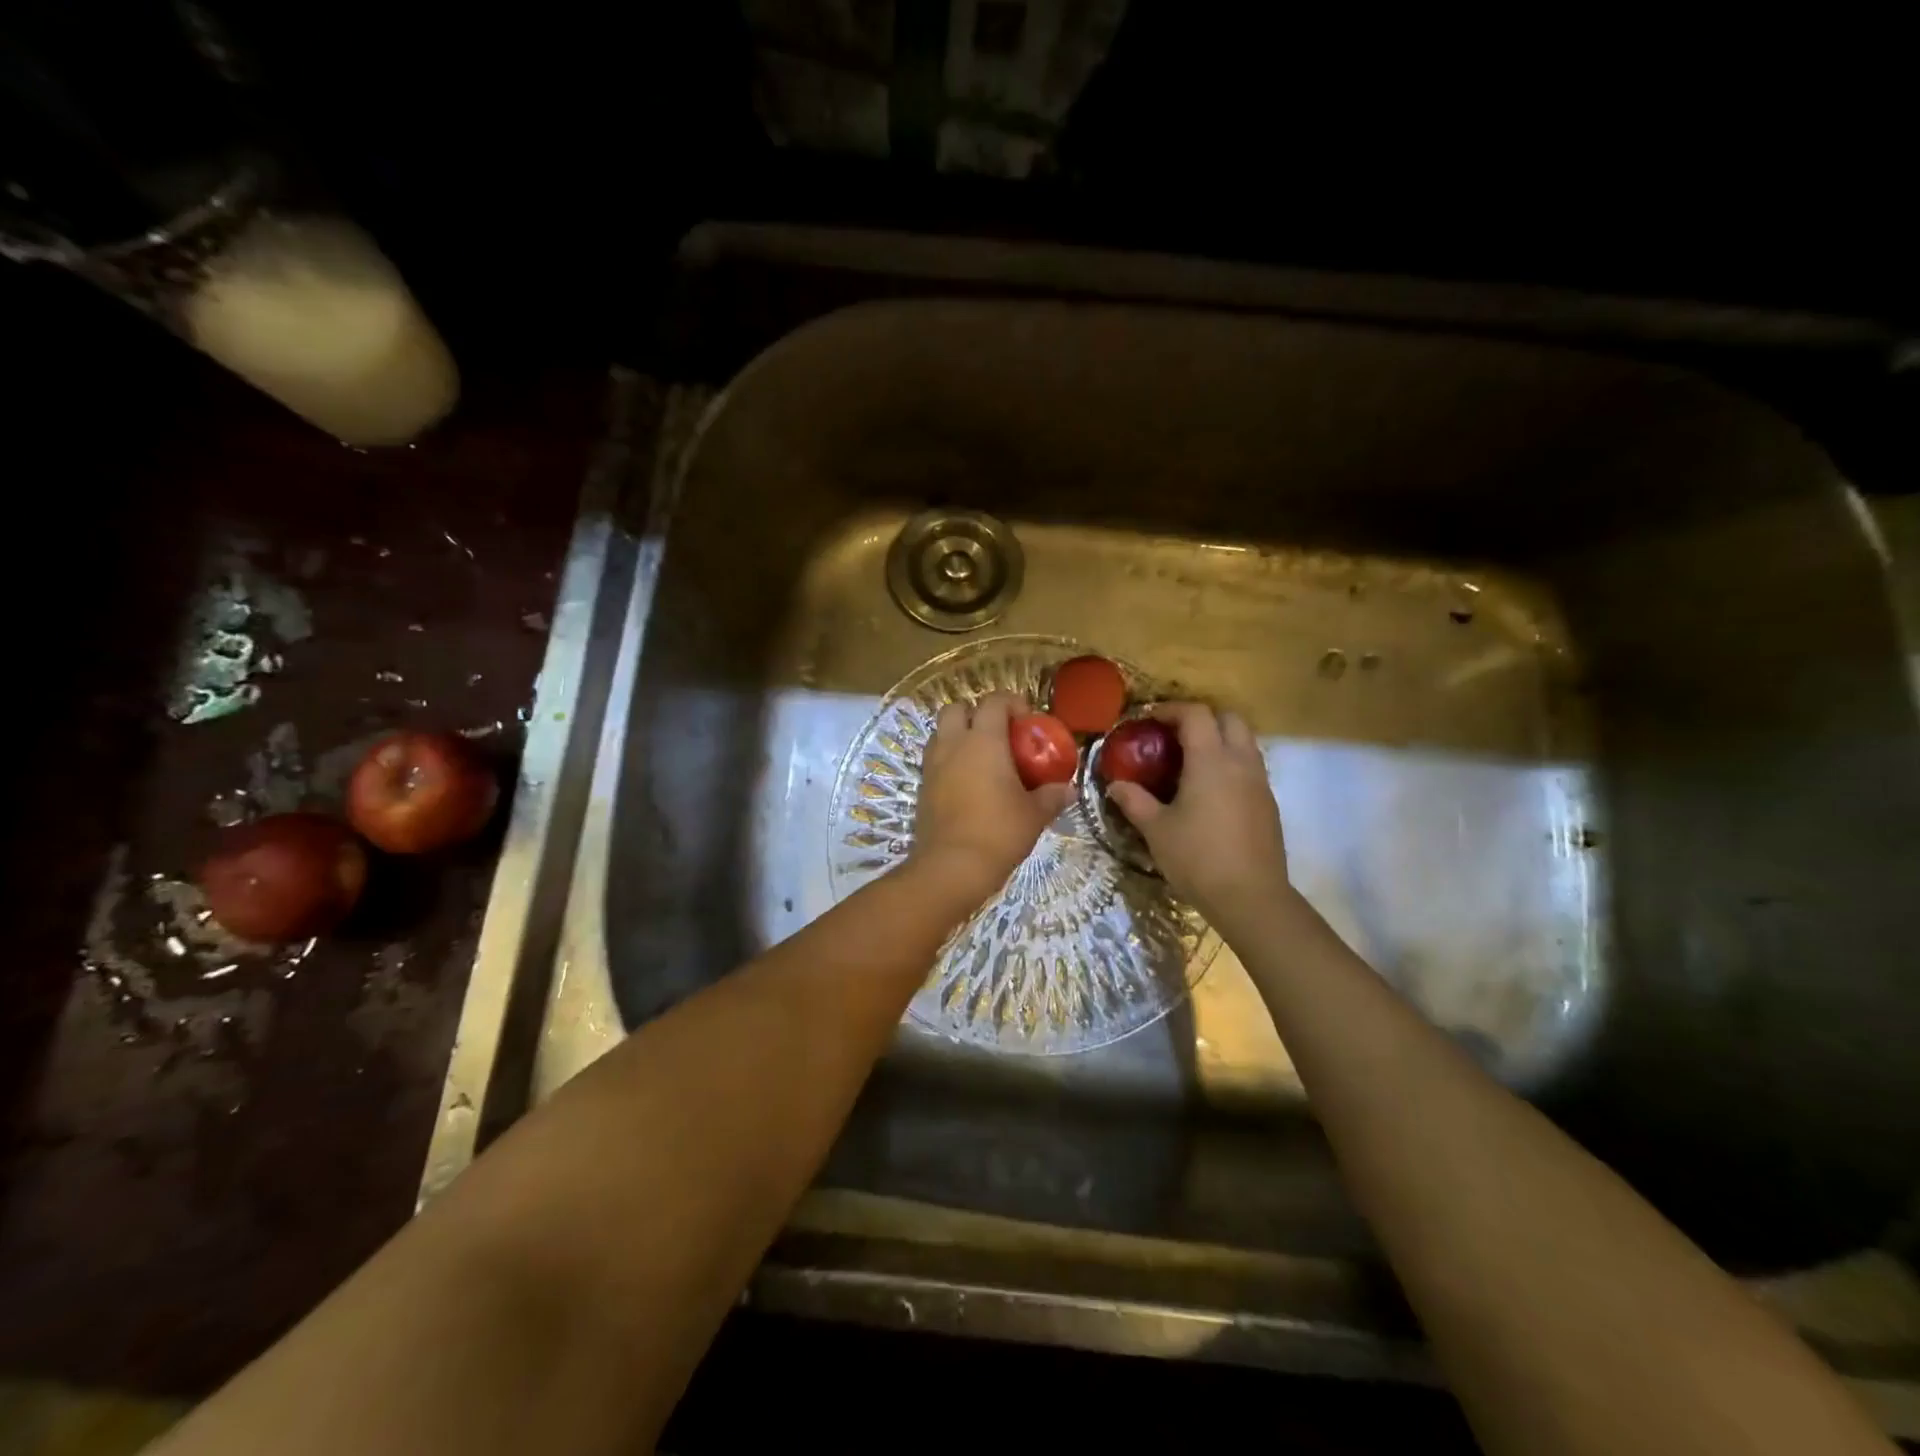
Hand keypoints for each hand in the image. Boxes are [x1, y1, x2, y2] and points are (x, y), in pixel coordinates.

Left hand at [911, 692, 1074, 898]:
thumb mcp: (1034, 814)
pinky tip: (967, 783)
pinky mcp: (922, 787)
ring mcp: (933, 765)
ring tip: (982, 758)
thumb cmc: (998, 832)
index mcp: (984, 741)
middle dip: (977, 714)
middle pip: (957, 709)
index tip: (1028, 721)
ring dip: (959, 736)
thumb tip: (1068, 789)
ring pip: (941, 733)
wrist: (951, 867)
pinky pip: (935, 760)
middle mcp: (953, 745)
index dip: (1012, 703)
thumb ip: (1052, 796)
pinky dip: (949, 760)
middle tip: (1000, 736)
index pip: (994, 701)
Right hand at [1105, 702, 1288, 920]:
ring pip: (1245, 742)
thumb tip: (1115, 785)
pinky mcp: (1269, 804)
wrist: (1251, 898)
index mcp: (1211, 761)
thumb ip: (1134, 801)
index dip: (1171, 709)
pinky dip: (1231, 763)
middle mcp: (1241, 762)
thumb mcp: (1156, 830)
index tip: (1149, 719)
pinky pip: (1251, 767)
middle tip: (1174, 735)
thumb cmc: (1197, 858)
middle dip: (1202, 718)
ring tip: (1191, 761)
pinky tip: (1210, 790)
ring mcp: (1260, 783)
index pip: (1196, 714)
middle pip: (1229, 718)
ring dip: (1220, 739)